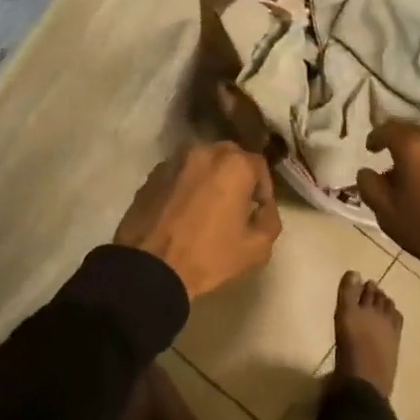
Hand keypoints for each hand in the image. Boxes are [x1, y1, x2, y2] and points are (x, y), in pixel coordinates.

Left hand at [116, 142, 281, 298]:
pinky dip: (186, 185)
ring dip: (209, 178)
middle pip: (229, 157)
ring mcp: (174, 161)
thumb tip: (262, 207)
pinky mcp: (152, 175)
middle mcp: (203, 151)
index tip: (258, 210)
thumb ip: (270, 219)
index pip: (259, 165)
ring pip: (201, 162)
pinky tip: (183, 210)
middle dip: (236, 177)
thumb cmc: (209, 256)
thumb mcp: (257, 248)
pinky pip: (178, 174)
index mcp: (233, 164)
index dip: (263, 189)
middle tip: (235, 205)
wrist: (150, 268)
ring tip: (207, 206)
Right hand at [354, 121, 419, 274]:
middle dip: (399, 146)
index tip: (370, 149)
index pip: (387, 128)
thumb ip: (369, 186)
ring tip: (418, 178)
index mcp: (412, 145)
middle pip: (412, 133)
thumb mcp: (388, 213)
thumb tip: (366, 171)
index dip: (375, 138)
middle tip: (392, 166)